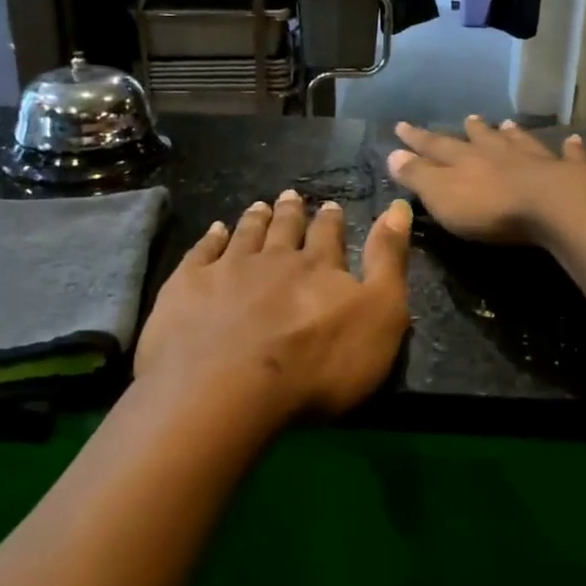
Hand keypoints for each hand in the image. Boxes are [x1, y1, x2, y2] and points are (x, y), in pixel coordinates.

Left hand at [134, 190, 412, 422]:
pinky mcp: (188, 286)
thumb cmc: (318, 363)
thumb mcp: (380, 315)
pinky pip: (202, 252)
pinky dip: (210, 238)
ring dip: (255, 219)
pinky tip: (214, 230)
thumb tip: (398, 206)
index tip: (330, 205)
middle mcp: (274, 258)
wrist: (229, 388)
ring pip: (245, 234)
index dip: (331, 219)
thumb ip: (389, 260)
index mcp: (319, 267)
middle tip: (291, 196)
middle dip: (292, 212)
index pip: (329, 235)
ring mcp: (227, 269)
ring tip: (259, 205)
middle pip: (285, 229)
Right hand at [386, 116, 585, 246]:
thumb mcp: (441, 195)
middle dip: (471, 131)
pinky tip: (574, 140)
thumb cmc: (490, 207)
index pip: (435, 146)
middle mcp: (499, 154)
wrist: (553, 207)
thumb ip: (418, 176)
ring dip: (513, 134)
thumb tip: (392, 154)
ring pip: (521, 142)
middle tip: (468, 118)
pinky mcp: (569, 173)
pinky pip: (569, 157)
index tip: (402, 126)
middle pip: (482, 139)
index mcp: (465, 161)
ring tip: (508, 124)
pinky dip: (570, 149)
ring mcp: (536, 160)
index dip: (417, 139)